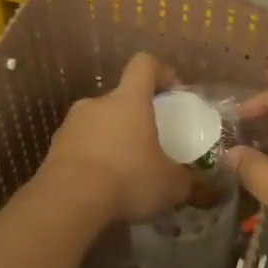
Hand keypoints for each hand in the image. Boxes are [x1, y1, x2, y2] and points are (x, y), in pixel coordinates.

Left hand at [42, 52, 190, 222]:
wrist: (67, 202)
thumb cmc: (128, 178)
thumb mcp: (171, 186)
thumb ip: (193, 185)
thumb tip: (215, 193)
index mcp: (129, 100)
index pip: (144, 64)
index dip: (161, 72)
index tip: (174, 93)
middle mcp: (97, 104)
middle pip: (121, 98)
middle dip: (137, 117)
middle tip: (151, 144)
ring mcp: (71, 125)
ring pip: (99, 123)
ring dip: (113, 139)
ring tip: (126, 170)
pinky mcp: (53, 149)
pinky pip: (80, 146)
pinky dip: (93, 159)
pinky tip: (102, 185)